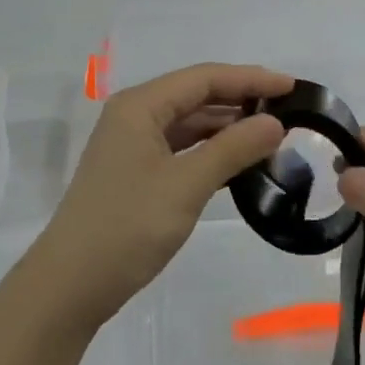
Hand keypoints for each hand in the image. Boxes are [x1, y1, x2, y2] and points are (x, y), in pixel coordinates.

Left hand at [35, 64, 289, 329]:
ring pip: (189, 124)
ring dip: (228, 128)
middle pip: (195, 96)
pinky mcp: (137, 173)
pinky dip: (212, 152)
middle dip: (241, 100)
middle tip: (289, 111)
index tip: (293, 86)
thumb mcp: (186, 185)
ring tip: (272, 136)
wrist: (71, 286)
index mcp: (140, 106)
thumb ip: (232, 149)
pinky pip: (182, 149)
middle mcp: (134, 116)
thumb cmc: (127, 227)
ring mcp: (133, 146)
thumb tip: (275, 122)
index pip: (203, 78)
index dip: (250, 79)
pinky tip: (241, 162)